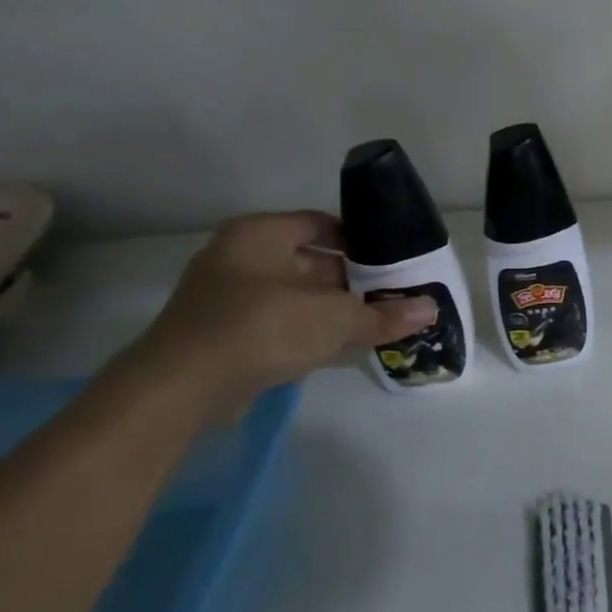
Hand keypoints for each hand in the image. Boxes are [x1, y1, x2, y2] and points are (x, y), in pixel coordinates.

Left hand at [131, 212, 436, 400]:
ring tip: (375, 320)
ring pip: (295, 293)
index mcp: (259, 235)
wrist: (181, 387)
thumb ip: (385, 313)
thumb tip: (430, 309)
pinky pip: (277, 320)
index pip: (321, 224)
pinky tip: (339, 345)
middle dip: (351, 278)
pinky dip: (307, 329)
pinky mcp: (222, 332)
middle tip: (392, 292)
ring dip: (331, 307)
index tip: (393, 260)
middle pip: (309, 260)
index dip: (360, 239)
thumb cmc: (263, 328)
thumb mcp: (337, 318)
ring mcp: (225, 296)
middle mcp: (238, 256)